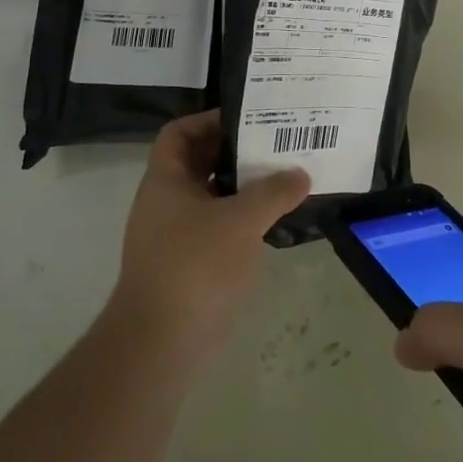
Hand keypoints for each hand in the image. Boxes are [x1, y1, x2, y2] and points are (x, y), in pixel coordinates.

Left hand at [108, 110, 309, 368]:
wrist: (162, 342)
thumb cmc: (194, 265)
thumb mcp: (241, 220)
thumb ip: (274, 191)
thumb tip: (301, 174)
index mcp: (166, 181)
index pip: (180, 133)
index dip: (209, 120)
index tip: (249, 119)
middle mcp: (168, 202)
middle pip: (202, 162)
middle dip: (238, 152)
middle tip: (279, 144)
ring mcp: (179, 235)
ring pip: (215, 196)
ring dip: (247, 187)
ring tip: (287, 177)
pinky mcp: (194, 263)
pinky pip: (222, 227)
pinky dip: (246, 219)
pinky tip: (278, 219)